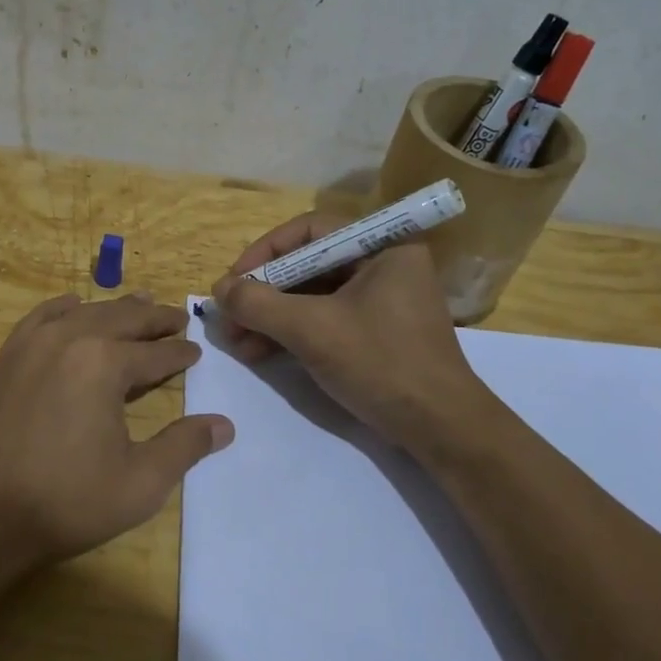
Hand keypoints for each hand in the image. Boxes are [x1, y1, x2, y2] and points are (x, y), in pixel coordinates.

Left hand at [0, 293, 233, 570]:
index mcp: (105, 363)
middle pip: (123, 319)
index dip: (179, 352)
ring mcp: (32, 343)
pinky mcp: (6, 357)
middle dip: (154, 318)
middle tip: (177, 317)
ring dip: (116, 309)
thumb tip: (224, 425)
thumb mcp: (139, 483)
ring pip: (85, 312)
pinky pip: (40, 317)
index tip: (195, 351)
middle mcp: (70, 338)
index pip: (155, 352)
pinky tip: (73, 306)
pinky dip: (64, 308)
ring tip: (138, 304)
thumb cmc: (65, 501)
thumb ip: (184, 447)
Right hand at [211, 212, 499, 450]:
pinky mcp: (374, 331)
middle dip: (263, 293)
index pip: (309, 231)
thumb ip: (259, 304)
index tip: (234, 281)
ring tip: (237, 343)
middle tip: (229, 317)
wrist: (441, 429)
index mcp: (383, 247)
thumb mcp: (312, 330)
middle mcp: (382, 264)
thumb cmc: (381, 364)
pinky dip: (290, 332)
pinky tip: (259, 352)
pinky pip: (323, 318)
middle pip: (307, 264)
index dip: (264, 252)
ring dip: (270, 317)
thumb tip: (219, 289)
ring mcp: (380, 299)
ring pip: (310, 295)